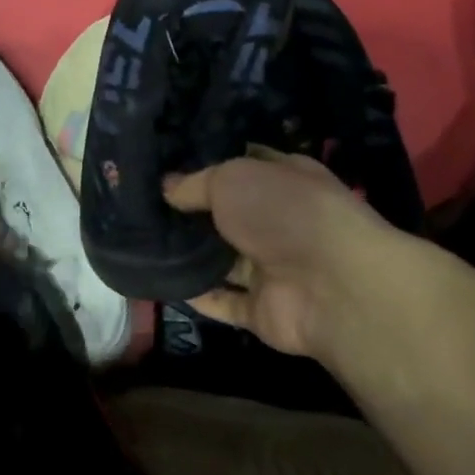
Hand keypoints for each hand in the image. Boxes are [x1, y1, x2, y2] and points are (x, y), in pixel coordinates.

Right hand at [163, 148, 401, 360]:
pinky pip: (222, 301)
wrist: (333, 286)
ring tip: (142, 242)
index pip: (244, 166)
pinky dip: (196, 294)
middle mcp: (280, 222)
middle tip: (144, 206)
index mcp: (285, 180)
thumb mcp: (232, 178)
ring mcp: (273, 268)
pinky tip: (160, 281)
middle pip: (229, 215)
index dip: (209, 165)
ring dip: (191, 255)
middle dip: (192, 212)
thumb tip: (167, 188)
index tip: (167, 166)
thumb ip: (195, 184)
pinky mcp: (263, 309)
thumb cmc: (284, 213)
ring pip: (223, 260)